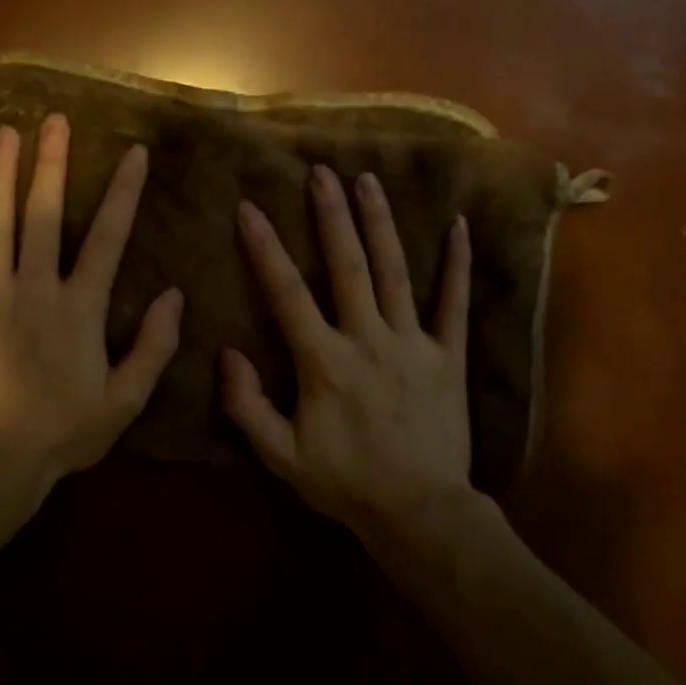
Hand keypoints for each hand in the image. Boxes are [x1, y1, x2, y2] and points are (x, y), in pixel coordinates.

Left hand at [0, 114, 183, 512]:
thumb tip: (175, 295)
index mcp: (80, 307)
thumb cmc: (65, 433)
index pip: (108, 237)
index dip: (123, 193)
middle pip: (44, 215)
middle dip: (51, 164)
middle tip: (54, 120)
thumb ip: (154, 346)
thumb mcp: (125, 400)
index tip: (132, 154)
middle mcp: (35, 289)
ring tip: (5, 134)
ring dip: (0, 177)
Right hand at [223, 166, 473, 544]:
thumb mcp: (281, 456)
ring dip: (380, 223)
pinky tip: (458, 226)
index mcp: (324, 361)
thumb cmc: (345, 483)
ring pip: (395, 272)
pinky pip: (454, 303)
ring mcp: (413, 343)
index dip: (265, 248)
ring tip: (368, 180)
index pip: (287, 293)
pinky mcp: (448, 355)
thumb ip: (247, 406)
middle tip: (320, 172)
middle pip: (347, 266)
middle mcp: (368, 339)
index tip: (249, 208)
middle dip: (331, 216)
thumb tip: (227, 354)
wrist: (419, 512)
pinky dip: (457, 265)